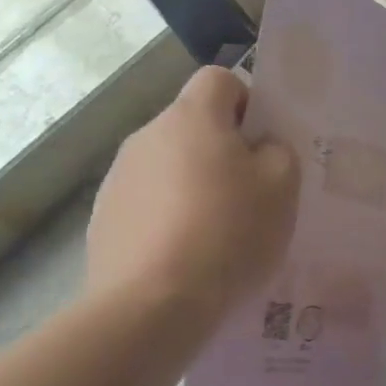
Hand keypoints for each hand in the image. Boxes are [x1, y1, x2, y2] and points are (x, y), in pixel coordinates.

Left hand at [86, 66, 298, 323]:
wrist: (151, 305)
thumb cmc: (229, 233)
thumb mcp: (283, 186)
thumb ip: (278, 151)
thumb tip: (259, 147)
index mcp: (192, 117)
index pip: (220, 79)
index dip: (248, 102)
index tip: (263, 143)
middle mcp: (147, 136)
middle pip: (194, 125)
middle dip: (223, 150)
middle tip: (251, 193)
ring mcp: (118, 178)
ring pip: (170, 165)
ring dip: (194, 185)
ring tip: (218, 233)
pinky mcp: (103, 219)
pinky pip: (148, 203)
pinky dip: (168, 218)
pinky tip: (186, 256)